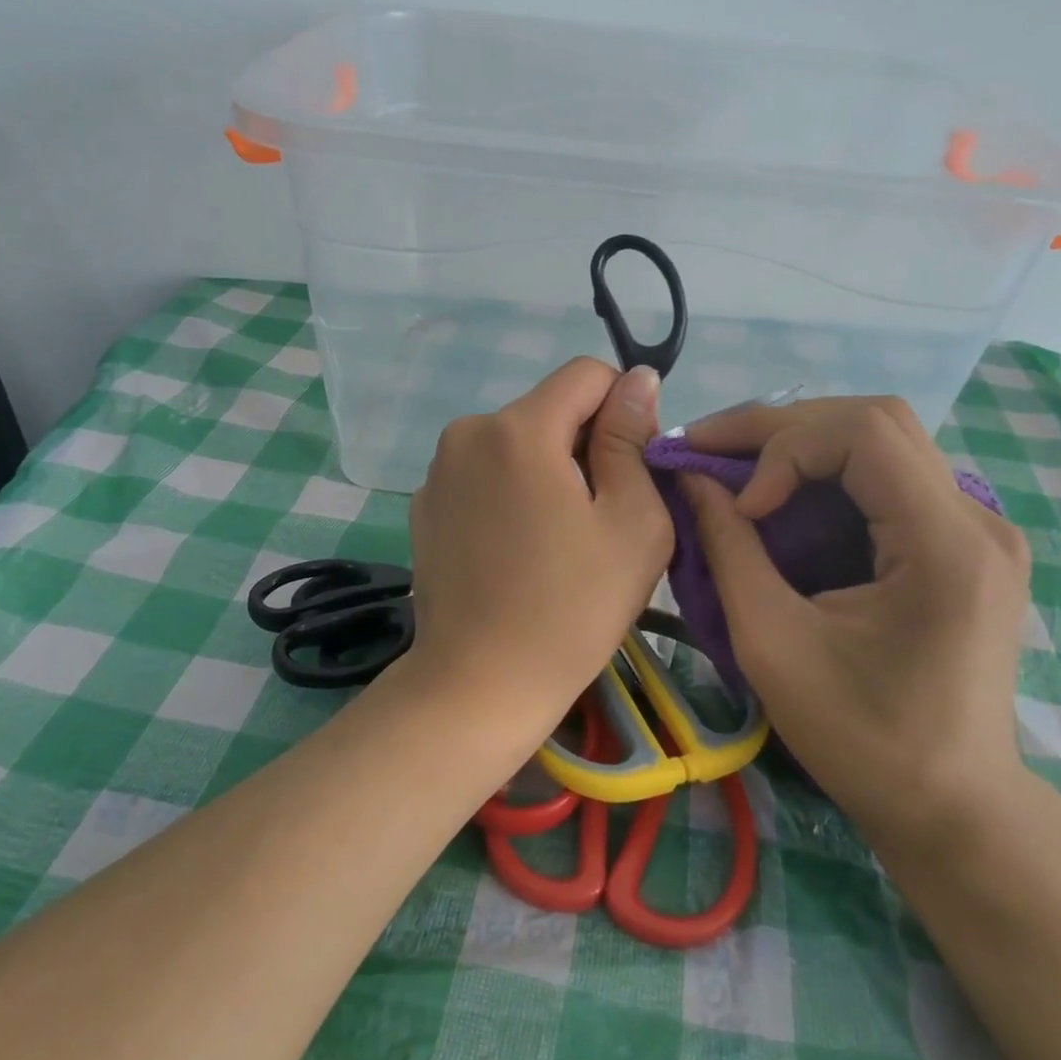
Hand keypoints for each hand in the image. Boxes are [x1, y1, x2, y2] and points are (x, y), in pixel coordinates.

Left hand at [408, 359, 673, 734]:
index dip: (623, 410)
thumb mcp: (632, 521)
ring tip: (557, 541)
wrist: (479, 684)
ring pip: (517, 443)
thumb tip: (636, 380)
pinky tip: (516, 552)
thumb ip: (631, 439)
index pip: (587, 375)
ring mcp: (438, 470)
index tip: (631, 469)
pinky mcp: (424, 505)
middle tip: (599, 519)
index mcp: (519, 428)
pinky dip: (510, 494)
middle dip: (584, 446)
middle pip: (549, 410)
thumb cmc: (572, 608)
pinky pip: (484, 475)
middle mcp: (467, 432)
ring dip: (547, 471)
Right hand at [681, 397, 1030, 849]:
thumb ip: (728, 549)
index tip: (741, 506)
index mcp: (946, 545)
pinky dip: (825, 475)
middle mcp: (977, 519)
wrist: (952, 808)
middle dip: (782, 429)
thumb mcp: (773, 644)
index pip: (866, 432)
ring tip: (734, 468)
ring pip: (882, 442)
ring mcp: (978, 528)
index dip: (785, 445)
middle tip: (709, 450)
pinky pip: (888, 478)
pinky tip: (781, 498)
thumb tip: (692, 477)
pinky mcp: (964, 543)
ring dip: (801, 446)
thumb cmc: (862, 740)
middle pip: (876, 421)